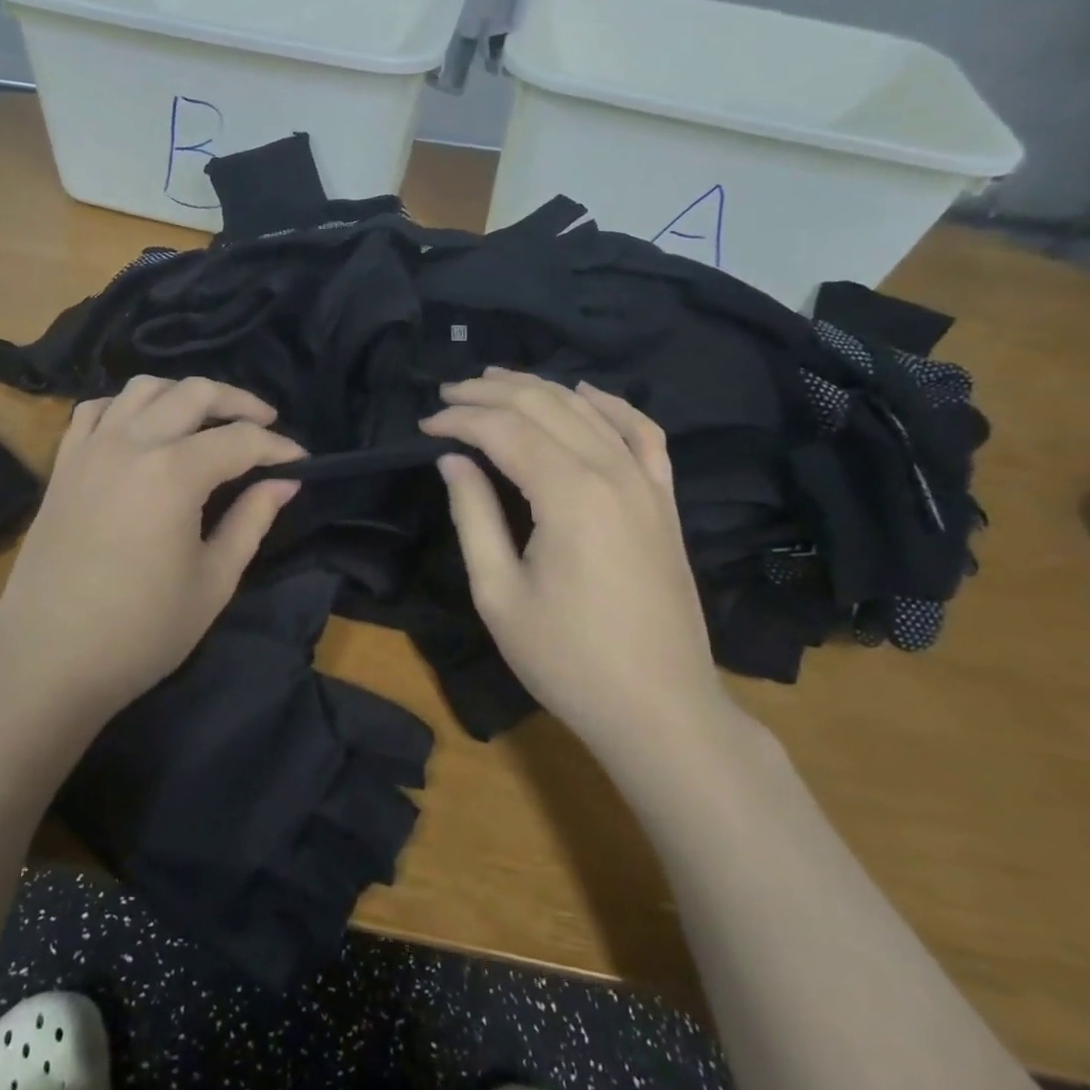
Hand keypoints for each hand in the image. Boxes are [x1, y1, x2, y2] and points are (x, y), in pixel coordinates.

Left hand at [0, 375, 302, 725]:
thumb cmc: (141, 631)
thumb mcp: (213, 581)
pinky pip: (98, 410)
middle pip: (194, 393)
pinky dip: (129, 407)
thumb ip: (252, 520)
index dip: (278, 446)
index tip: (302, 461)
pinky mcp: (63, 465)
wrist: (46, 663)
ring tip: (208, 420)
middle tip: (266, 424)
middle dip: (239, 402)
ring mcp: (90, 449)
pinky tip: (144, 430)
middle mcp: (131, 444)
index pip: (240, 440)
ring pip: (144, 388)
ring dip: (184, 395)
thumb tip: (284, 482)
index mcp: (173, 473)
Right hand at [422, 368, 726, 743]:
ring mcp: (646, 483)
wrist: (660, 707)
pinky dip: (611, 405)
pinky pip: (642, 433)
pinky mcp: (665, 500)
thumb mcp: (499, 593)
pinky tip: (586, 393)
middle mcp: (611, 472)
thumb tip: (452, 460)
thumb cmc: (567, 658)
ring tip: (495, 381)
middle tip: (448, 393)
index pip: (504, 430)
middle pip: (545, 406)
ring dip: (539, 388)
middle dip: (490, 392)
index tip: (424, 426)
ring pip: (589, 409)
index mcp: (568, 494)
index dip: (459, 420)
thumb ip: (473, 516)